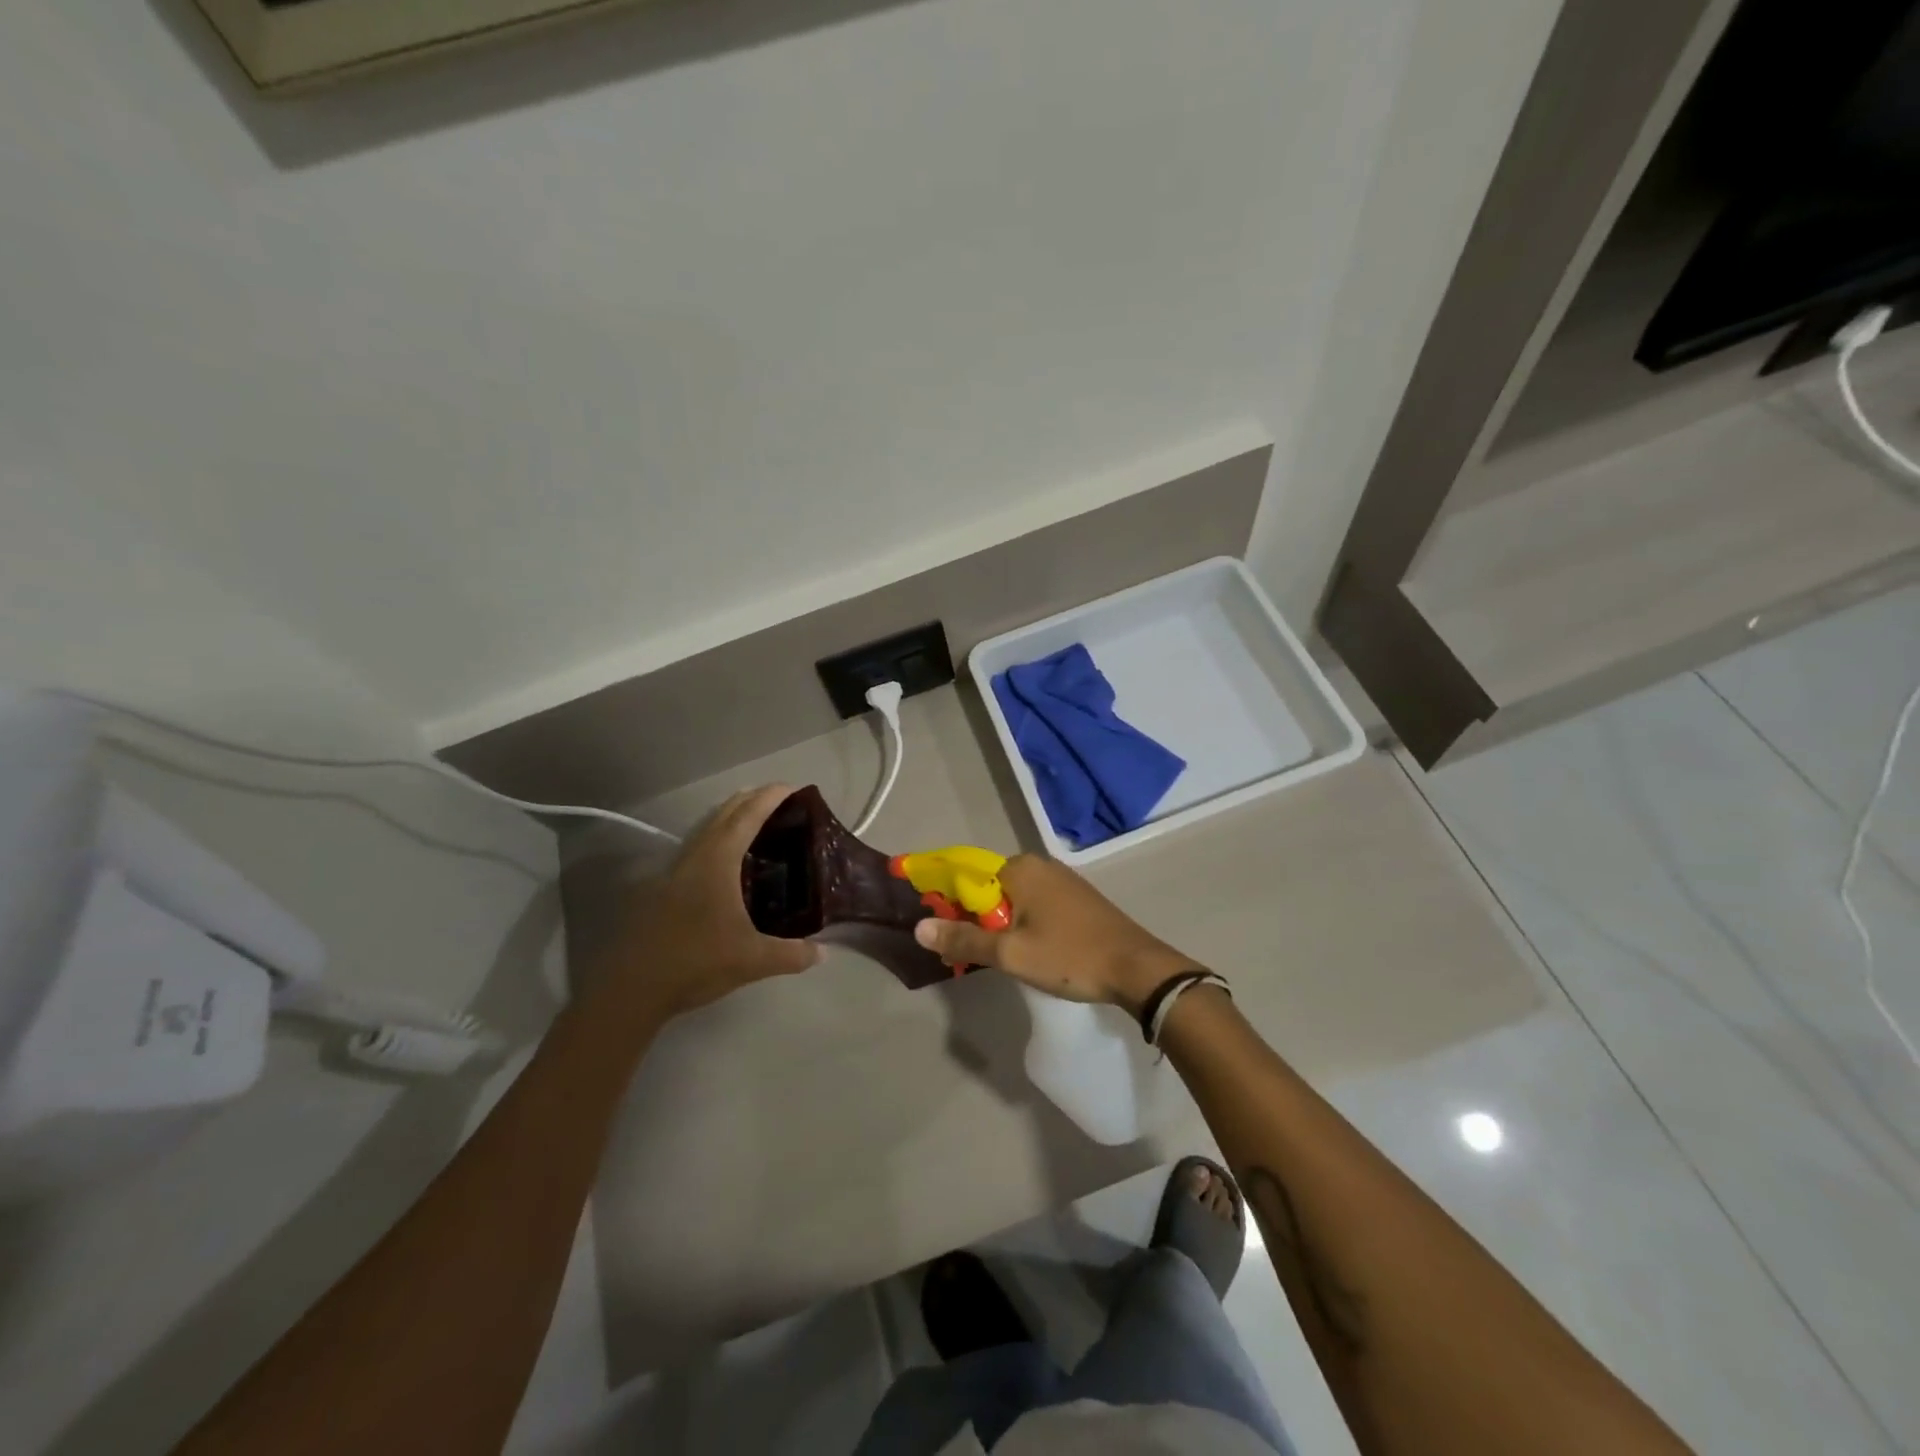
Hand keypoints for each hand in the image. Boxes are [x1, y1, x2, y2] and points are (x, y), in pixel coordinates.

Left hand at [603, 785, 821, 1017]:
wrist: (632, 989)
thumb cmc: (696, 962)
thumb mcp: (753, 960)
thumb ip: (792, 954)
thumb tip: (823, 953)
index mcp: (717, 862)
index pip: (747, 816)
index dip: (770, 797)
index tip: (793, 787)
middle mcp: (693, 857)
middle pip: (723, 814)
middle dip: (750, 800)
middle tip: (778, 801)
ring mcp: (672, 872)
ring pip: (704, 830)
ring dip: (729, 819)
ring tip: (753, 824)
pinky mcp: (660, 890)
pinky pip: (694, 851)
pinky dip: (715, 842)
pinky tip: (724, 866)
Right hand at [913, 855, 1199, 1015]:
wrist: (1137, 969)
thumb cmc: (1069, 956)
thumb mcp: (1010, 953)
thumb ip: (963, 940)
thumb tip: (919, 928)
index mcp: (1019, 867)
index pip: (967, 879)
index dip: (950, 909)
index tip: (945, 941)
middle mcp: (1039, 864)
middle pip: (989, 889)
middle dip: (974, 921)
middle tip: (968, 959)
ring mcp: (1061, 880)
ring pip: (1013, 901)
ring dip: (998, 927)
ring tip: (996, 961)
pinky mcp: (1077, 898)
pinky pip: (1034, 906)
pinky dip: (1022, 926)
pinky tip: (1027, 953)